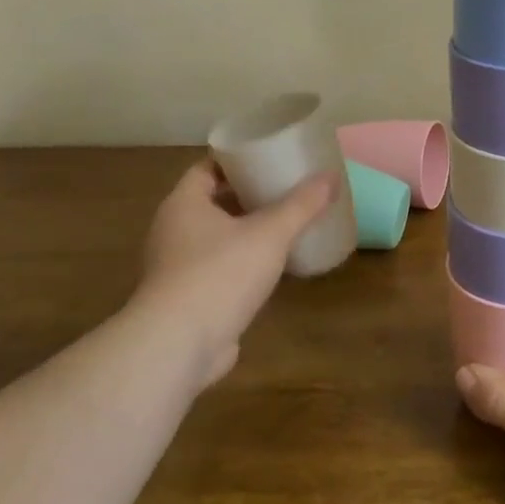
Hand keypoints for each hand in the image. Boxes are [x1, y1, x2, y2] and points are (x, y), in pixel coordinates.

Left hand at [137, 157, 339, 389]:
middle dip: (247, 195)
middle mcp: (173, 230)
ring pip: (215, 237)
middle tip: (285, 190)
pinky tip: (271, 267)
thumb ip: (301, 205)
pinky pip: (217, 268)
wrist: (179, 345)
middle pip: (213, 201)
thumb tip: (331, 176)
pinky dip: (241, 263)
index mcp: (184, 203)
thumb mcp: (269, 233)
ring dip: (245, 231)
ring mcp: (177, 267)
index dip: (237, 161)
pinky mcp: (187, 298)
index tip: (268, 158)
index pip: (207, 168)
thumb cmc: (220, 274)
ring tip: (284, 225)